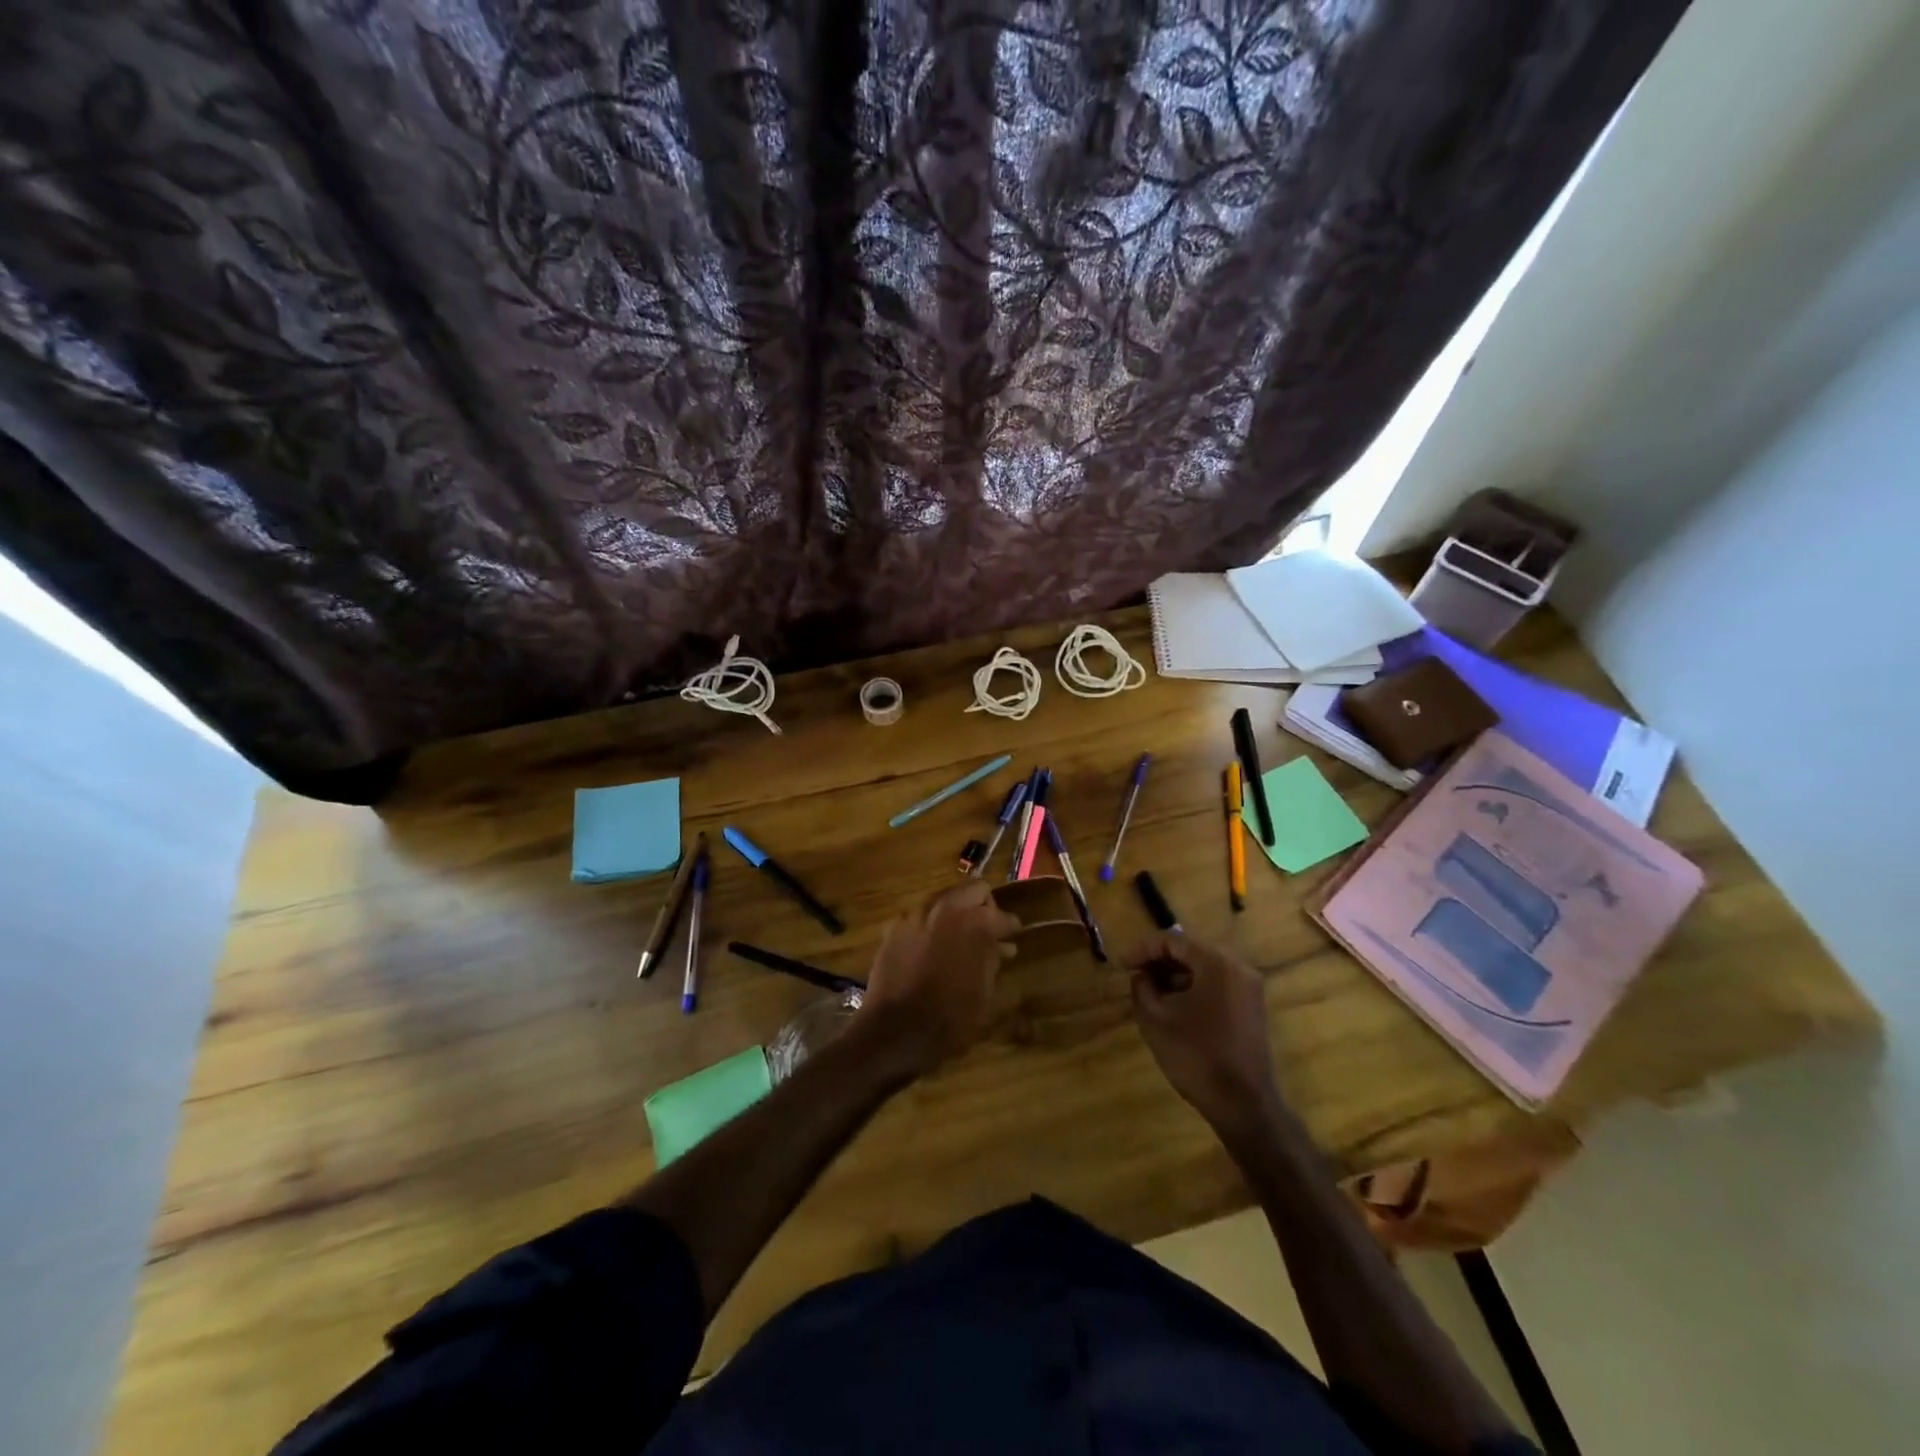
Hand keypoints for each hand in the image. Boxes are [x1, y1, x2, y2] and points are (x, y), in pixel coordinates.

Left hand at [857, 881, 1020, 1074]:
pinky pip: (921, 915)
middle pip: (974, 890)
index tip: (1014, 936)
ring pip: (945, 898)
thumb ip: (994, 962)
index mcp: (976, 924)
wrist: (895, 1030)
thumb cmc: (950, 1019)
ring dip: (956, 912)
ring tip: (960, 936)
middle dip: (984, 907)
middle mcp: (947, 908)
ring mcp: (918, 914)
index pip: (1003, 916)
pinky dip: (931, 924)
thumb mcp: (985, 995)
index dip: (1011, 927)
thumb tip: (1003, 946)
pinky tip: (932, 946)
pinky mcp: (896, 926)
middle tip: (987, 929)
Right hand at [1127, 933, 1279, 1131]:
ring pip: (1204, 967)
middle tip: (1134, 974)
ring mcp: (1249, 987)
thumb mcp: (1155, 1019)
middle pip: (1191, 950)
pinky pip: (1217, 983)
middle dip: (1159, 960)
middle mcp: (1237, 966)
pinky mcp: (1251, 1006)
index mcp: (1216, 963)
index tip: (1122, 965)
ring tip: (1150, 990)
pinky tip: (1175, 1004)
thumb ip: (1142, 987)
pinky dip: (1194, 986)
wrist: (1243, 1103)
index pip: (1173, 941)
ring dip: (1176, 974)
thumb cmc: (1196, 1056)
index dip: (1143, 949)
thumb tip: (1141, 975)